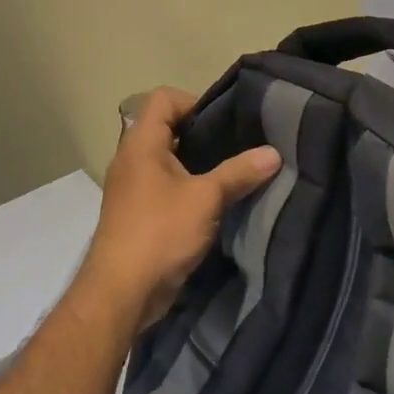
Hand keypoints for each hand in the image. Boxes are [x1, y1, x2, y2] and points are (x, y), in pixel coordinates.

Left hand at [75, 87, 281, 329]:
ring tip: (232, 172)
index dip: (194, 101)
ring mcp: (132, 188)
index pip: (163, 99)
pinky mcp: (138, 214)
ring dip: (198, 164)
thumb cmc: (159, 233)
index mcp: (141, 144)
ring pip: (168, 160)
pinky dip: (188, 187)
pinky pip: (166, 186)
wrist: (120, 295)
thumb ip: (239, 172)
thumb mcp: (206, 198)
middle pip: (167, 127)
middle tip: (237, 145)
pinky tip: (215, 202)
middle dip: (203, 134)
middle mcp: (132, 160)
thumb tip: (274, 153)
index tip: (223, 124)